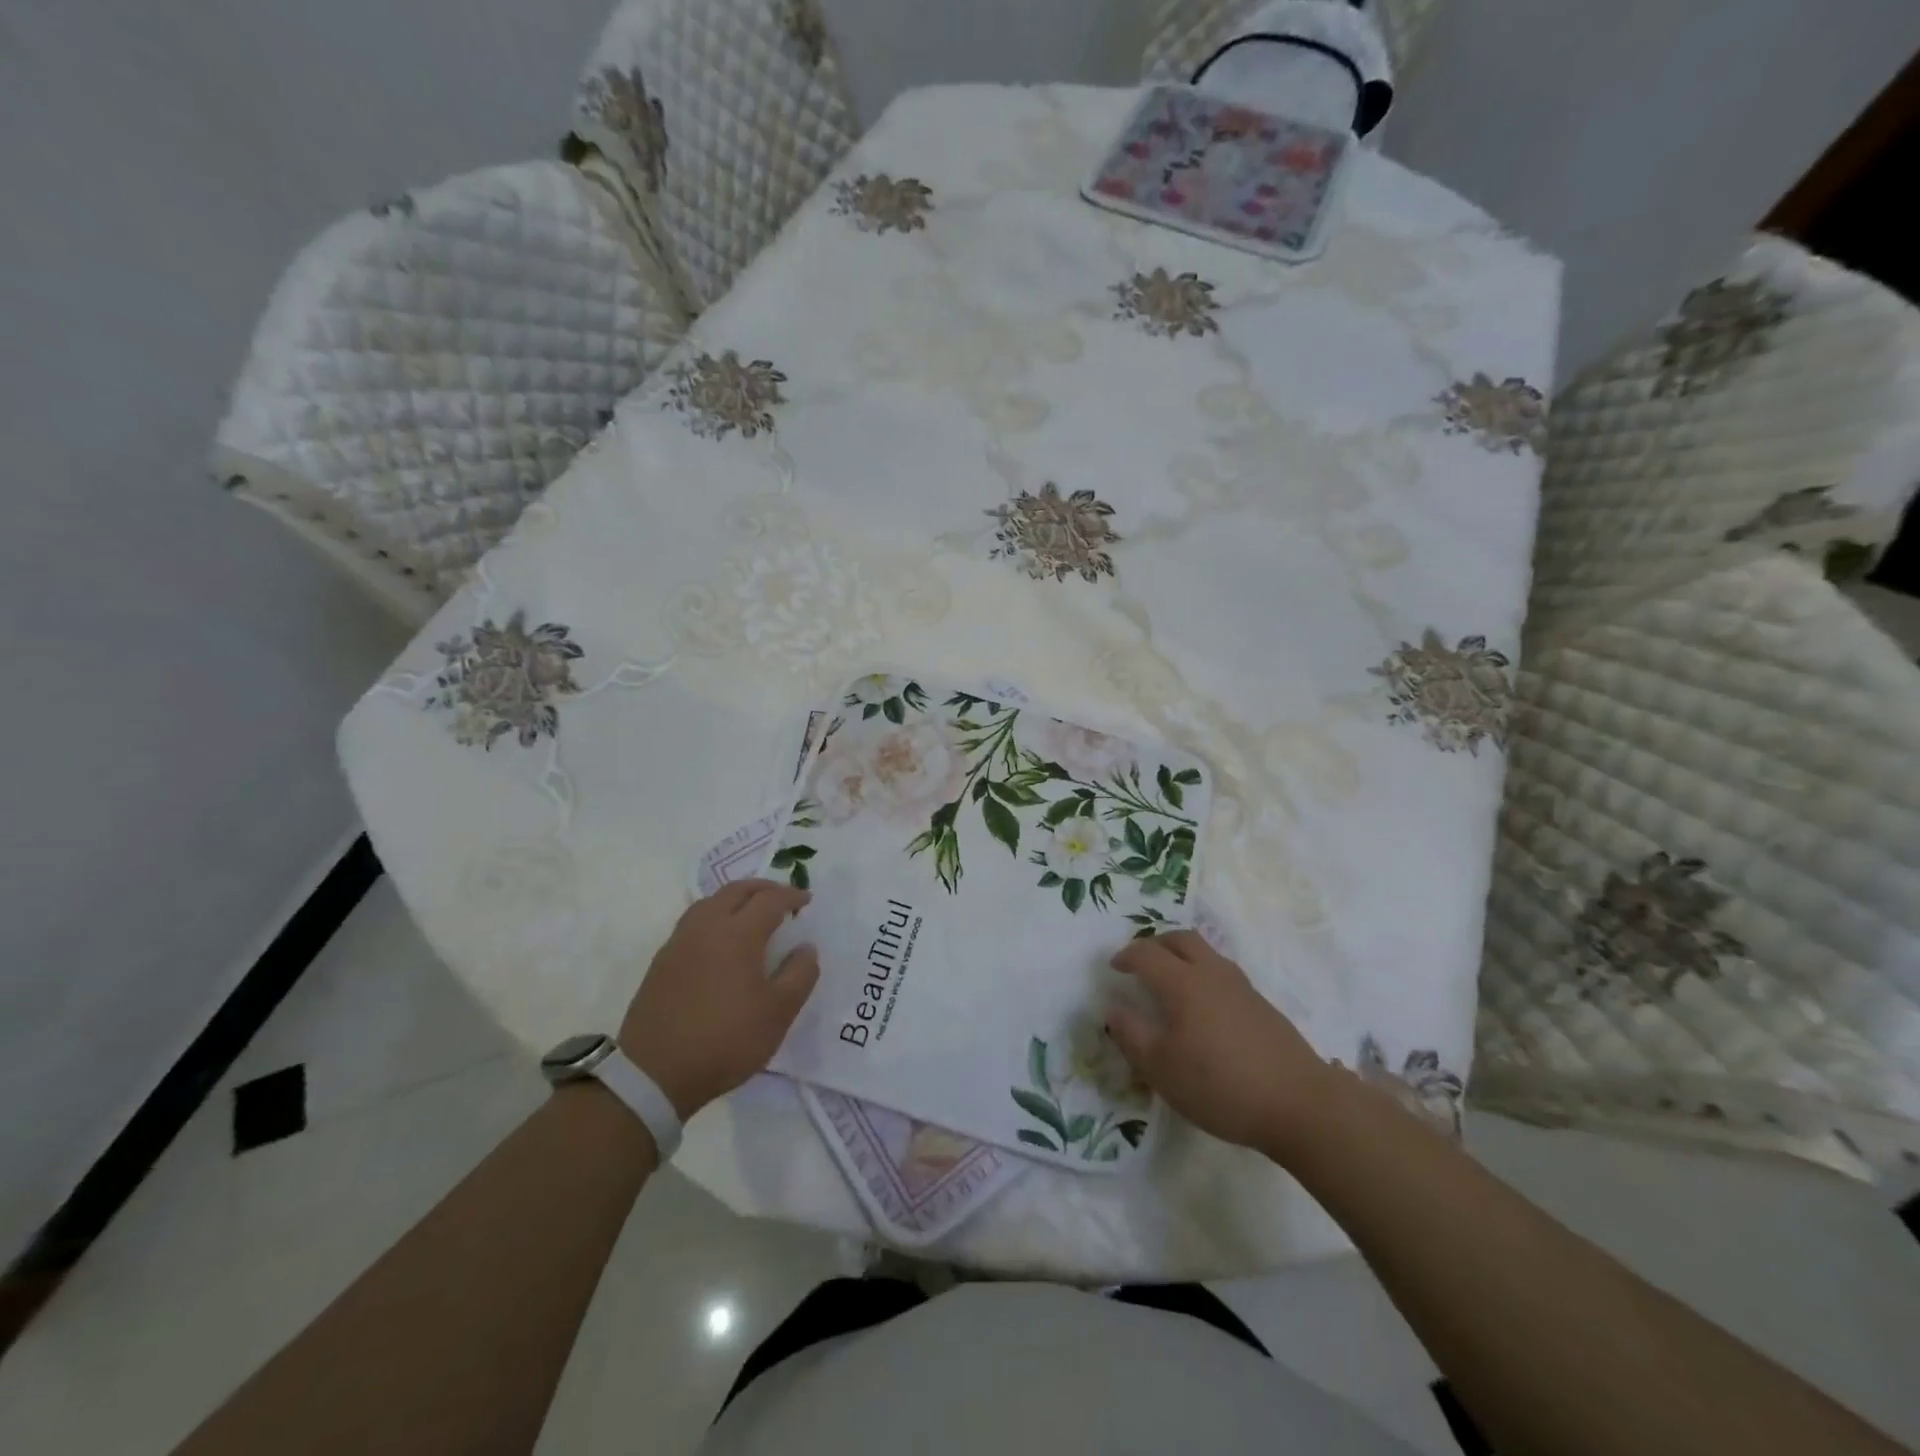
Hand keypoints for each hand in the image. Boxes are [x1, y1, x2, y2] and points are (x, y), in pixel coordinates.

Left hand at [619, 880, 818, 1118]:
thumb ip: (799, 975)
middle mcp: (706, 927)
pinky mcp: (662, 962)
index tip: (807, 901)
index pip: (770, 900)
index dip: (792, 896)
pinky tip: (720, 939)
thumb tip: (806, 948)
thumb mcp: (777, 1013)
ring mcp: (679, 942)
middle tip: (782, 898)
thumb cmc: (725, 1040)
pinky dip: (715, 916)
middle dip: (763, 888)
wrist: (653, 1074)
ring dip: (735, 898)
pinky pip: (693, 922)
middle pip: (736, 891)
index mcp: (738, 934)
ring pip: (710, 902)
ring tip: (751, 913)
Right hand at [1106, 931, 1334, 1159]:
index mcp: (1183, 983)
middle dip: (1156, 944)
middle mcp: (1212, 974)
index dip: (1126, 956)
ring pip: (1206, 953)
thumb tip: (1113, 1009)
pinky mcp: (1262, 1005)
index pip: (1147, 954)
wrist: (1300, 1103)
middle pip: (1181, 939)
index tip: (1114, 968)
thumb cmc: (1220, 1085)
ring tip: (1171, 981)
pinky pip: (1223, 973)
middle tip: (1141, 962)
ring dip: (1182, 956)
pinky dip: (1203, 975)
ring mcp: (1241, 987)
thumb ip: (1132, 1035)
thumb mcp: (1161, 1068)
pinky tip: (1204, 1008)